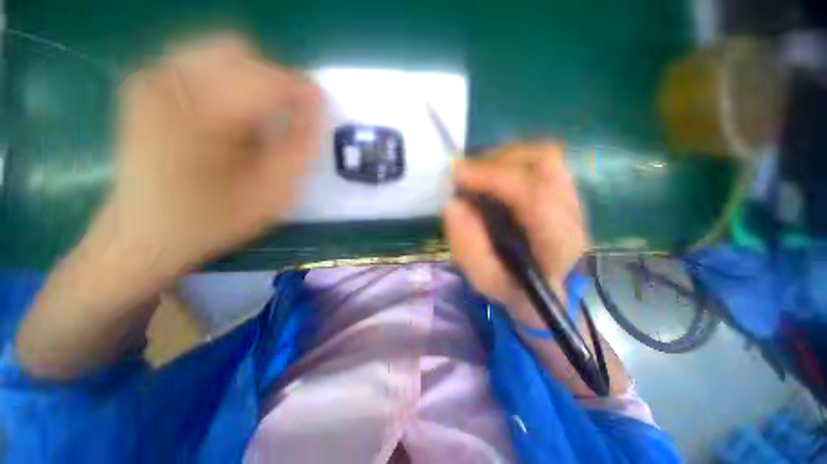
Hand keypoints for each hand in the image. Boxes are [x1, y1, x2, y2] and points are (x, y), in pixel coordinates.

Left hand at [91, 35, 320, 279]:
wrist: (142, 235)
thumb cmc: (211, 222)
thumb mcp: (272, 194)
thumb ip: (299, 149)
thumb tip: (315, 111)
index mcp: (200, 116)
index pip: (267, 79)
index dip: (302, 89)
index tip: (321, 106)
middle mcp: (168, 82)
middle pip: (240, 52)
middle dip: (271, 83)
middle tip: (280, 120)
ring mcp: (151, 79)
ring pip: (219, 52)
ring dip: (248, 83)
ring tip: (250, 123)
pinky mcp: (146, 85)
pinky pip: (199, 63)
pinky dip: (225, 85)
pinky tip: (225, 119)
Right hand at [443, 142, 587, 326]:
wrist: (546, 292)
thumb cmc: (514, 289)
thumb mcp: (484, 278)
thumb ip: (467, 245)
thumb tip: (452, 204)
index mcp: (559, 244)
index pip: (534, 196)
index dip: (493, 178)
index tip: (456, 173)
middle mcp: (573, 214)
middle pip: (544, 163)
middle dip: (497, 161)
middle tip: (465, 174)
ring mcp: (573, 198)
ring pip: (544, 156)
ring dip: (503, 158)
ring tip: (477, 174)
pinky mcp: (564, 192)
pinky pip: (540, 162)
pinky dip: (510, 161)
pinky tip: (492, 177)